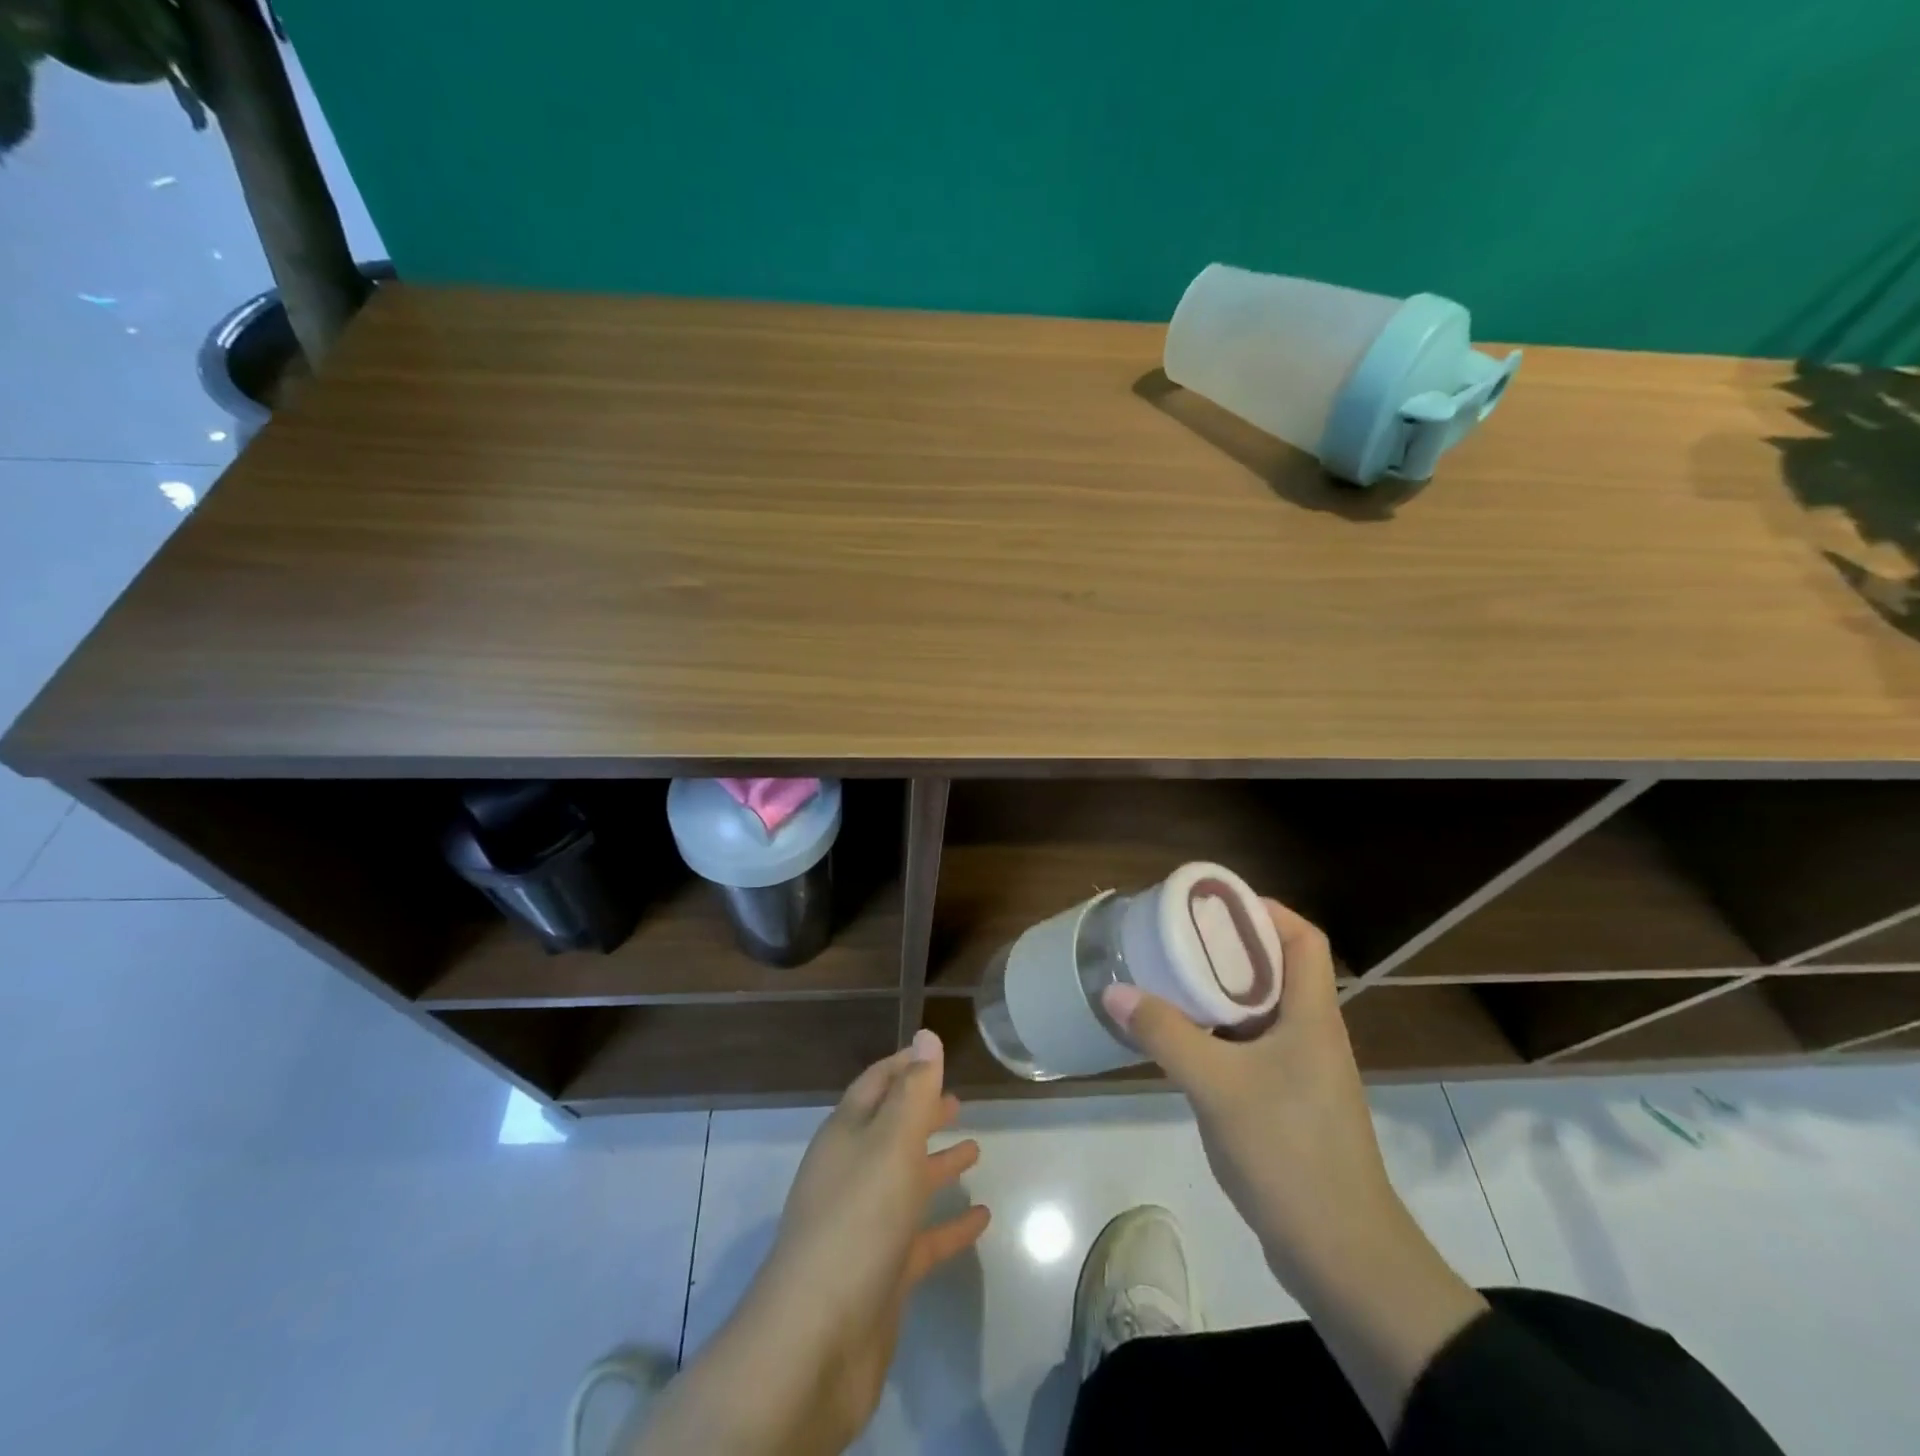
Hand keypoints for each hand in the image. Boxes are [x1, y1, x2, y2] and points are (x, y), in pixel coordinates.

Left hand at [633, 1030, 988, 1455]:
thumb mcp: (891, 1144)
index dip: (905, 1065)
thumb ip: (913, 1091)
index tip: (933, 1053)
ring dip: (937, 1163)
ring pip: (906, 1181)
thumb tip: (925, 1036)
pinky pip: (922, 1237)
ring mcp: (865, 1224)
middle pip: (891, 1130)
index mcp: (846, 1135)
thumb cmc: (857, 1222)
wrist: (816, 1342)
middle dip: (922, 1112)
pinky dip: (949, 1225)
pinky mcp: (882, 1272)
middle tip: (959, 1100)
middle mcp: (852, 1173)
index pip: (876, 1084)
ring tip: (976, 1148)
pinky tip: (983, 1219)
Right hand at [1101, 899, 1392, 1283]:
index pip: (1302, 938)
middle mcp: (1313, 1033)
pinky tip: (1182, 1039)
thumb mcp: (1216, 1085)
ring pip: (1261, 1010)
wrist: (1341, 1256)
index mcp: (1312, 1015)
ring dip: (1220, 991)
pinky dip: (1220, 1032)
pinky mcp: (1290, 1102)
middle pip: (1276, 968)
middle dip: (1227, 946)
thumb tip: (1114, 990)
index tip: (1211, 905)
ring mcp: (1303, 1071)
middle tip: (1174, 937)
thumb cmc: (1288, 1153)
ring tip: (1169, 977)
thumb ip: (1165, 1033)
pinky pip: (1253, 1046)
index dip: (1264, 910)